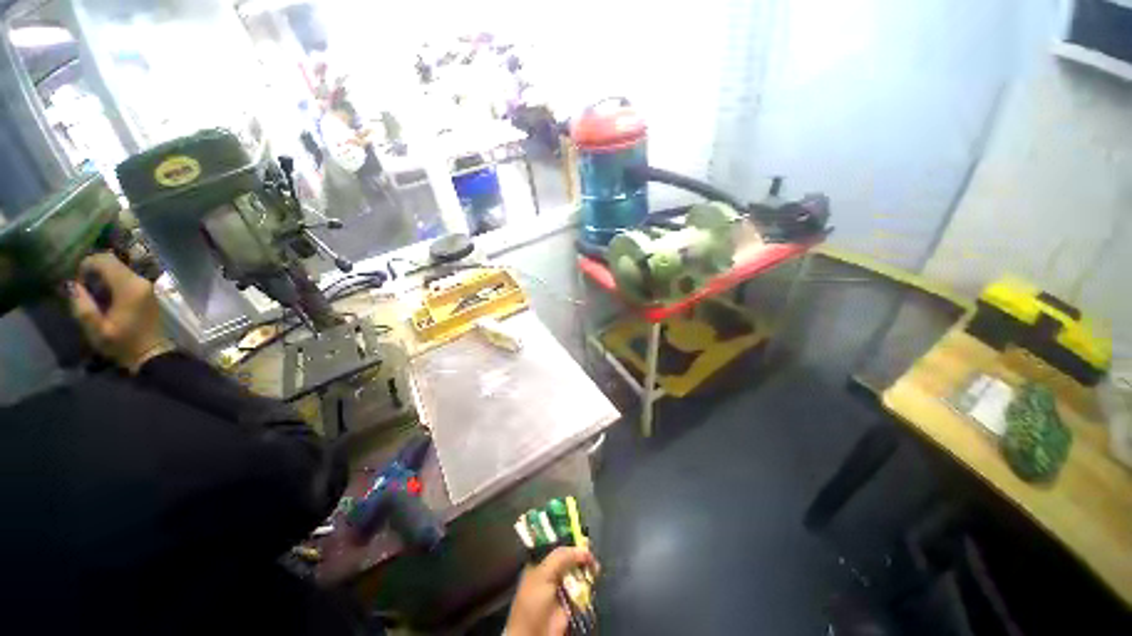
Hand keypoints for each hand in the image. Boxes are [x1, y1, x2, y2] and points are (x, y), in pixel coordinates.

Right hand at [67, 253, 171, 372]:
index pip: (105, 260)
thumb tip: (72, 284)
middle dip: (93, 270)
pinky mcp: (147, 291)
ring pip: (119, 268)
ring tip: (91, 294)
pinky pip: (125, 277)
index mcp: (129, 286)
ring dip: (102, 276)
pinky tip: (104, 297)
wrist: (152, 353)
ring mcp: (146, 285)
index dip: (86, 265)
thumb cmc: (123, 344)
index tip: (77, 282)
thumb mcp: (96, 330)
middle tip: (82, 288)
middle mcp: (141, 281)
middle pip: (113, 261)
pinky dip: (111, 281)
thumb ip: (83, 306)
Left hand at [505, 547, 597, 635]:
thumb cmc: (533, 601)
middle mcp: (552, 571)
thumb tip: (585, 550)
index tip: (582, 535)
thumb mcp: (544, 574)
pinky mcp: (572, 600)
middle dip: (580, 553)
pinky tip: (595, 576)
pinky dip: (590, 581)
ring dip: (587, 566)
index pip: (556, 544)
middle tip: (591, 550)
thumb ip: (562, 557)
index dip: (569, 539)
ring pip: (577, 570)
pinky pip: (583, 587)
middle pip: (569, 557)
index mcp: (541, 562)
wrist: (534, 635)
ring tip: (595, 565)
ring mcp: (562, 586)